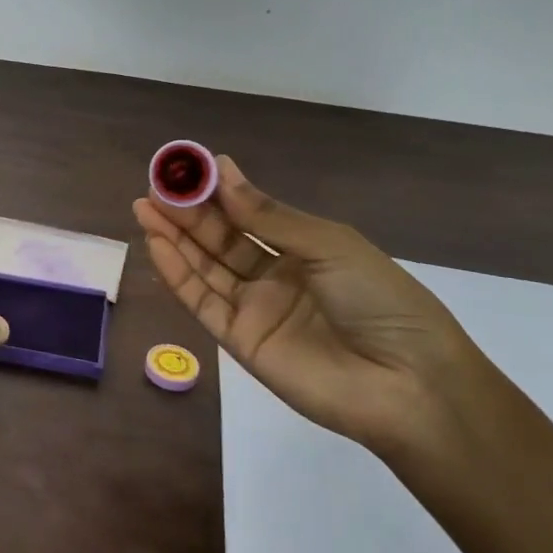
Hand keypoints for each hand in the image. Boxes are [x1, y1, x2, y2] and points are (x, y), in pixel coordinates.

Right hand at [133, 156, 488, 448]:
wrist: (408, 383)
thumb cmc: (378, 300)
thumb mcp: (328, 245)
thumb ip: (267, 216)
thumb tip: (223, 172)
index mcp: (304, 249)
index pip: (249, 215)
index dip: (219, 193)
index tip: (189, 168)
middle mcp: (275, 276)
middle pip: (221, 239)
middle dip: (188, 211)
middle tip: (156, 186)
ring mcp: (255, 309)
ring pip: (205, 266)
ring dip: (174, 237)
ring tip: (145, 206)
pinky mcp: (238, 340)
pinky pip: (202, 301)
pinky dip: (178, 273)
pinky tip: (158, 244)